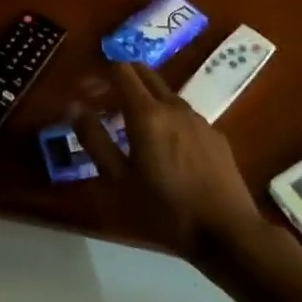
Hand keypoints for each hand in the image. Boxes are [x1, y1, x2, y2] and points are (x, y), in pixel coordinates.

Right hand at [74, 62, 262, 253]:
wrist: (226, 231)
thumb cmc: (164, 209)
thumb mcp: (118, 180)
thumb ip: (95, 140)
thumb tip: (74, 107)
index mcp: (146, 114)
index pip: (121, 70)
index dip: (101, 69)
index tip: (86, 84)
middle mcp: (173, 106)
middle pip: (145, 73)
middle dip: (121, 76)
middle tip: (102, 98)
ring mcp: (198, 119)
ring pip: (165, 93)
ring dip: (143, 97)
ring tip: (129, 125)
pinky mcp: (214, 134)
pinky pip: (183, 114)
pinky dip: (165, 116)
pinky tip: (163, 145)